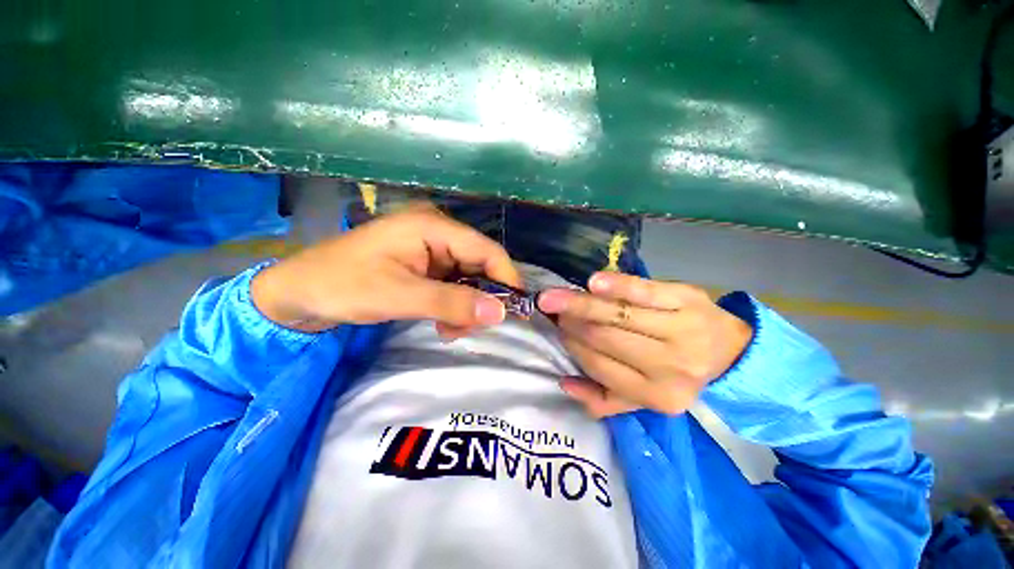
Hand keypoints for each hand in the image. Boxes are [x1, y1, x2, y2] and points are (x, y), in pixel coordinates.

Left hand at [251, 204, 521, 334]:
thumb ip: (451, 303)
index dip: (506, 279)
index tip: (516, 311)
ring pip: (468, 279)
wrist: (299, 293)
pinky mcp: (425, 265)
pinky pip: (453, 285)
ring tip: (449, 330)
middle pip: (480, 265)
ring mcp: (431, 249)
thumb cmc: (343, 285)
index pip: (486, 251)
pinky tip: (442, 322)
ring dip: (466, 307)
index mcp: (433, 227)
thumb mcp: (399, 296)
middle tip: (471, 329)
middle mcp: (437, 232)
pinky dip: (453, 306)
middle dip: (481, 299)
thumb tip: (500, 313)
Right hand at [538, 272, 751, 416]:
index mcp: (658, 396)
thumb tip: (565, 384)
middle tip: (552, 307)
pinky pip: (644, 291)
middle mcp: (671, 367)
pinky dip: (617, 286)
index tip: (559, 329)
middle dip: (571, 321)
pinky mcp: (686, 299)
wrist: (731, 350)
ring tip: (558, 296)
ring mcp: (681, 330)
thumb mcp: (644, 399)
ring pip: (617, 314)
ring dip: (581, 304)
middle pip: (604, 338)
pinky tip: (593, 282)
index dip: (573, 344)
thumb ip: (604, 400)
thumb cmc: (678, 373)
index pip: (599, 366)